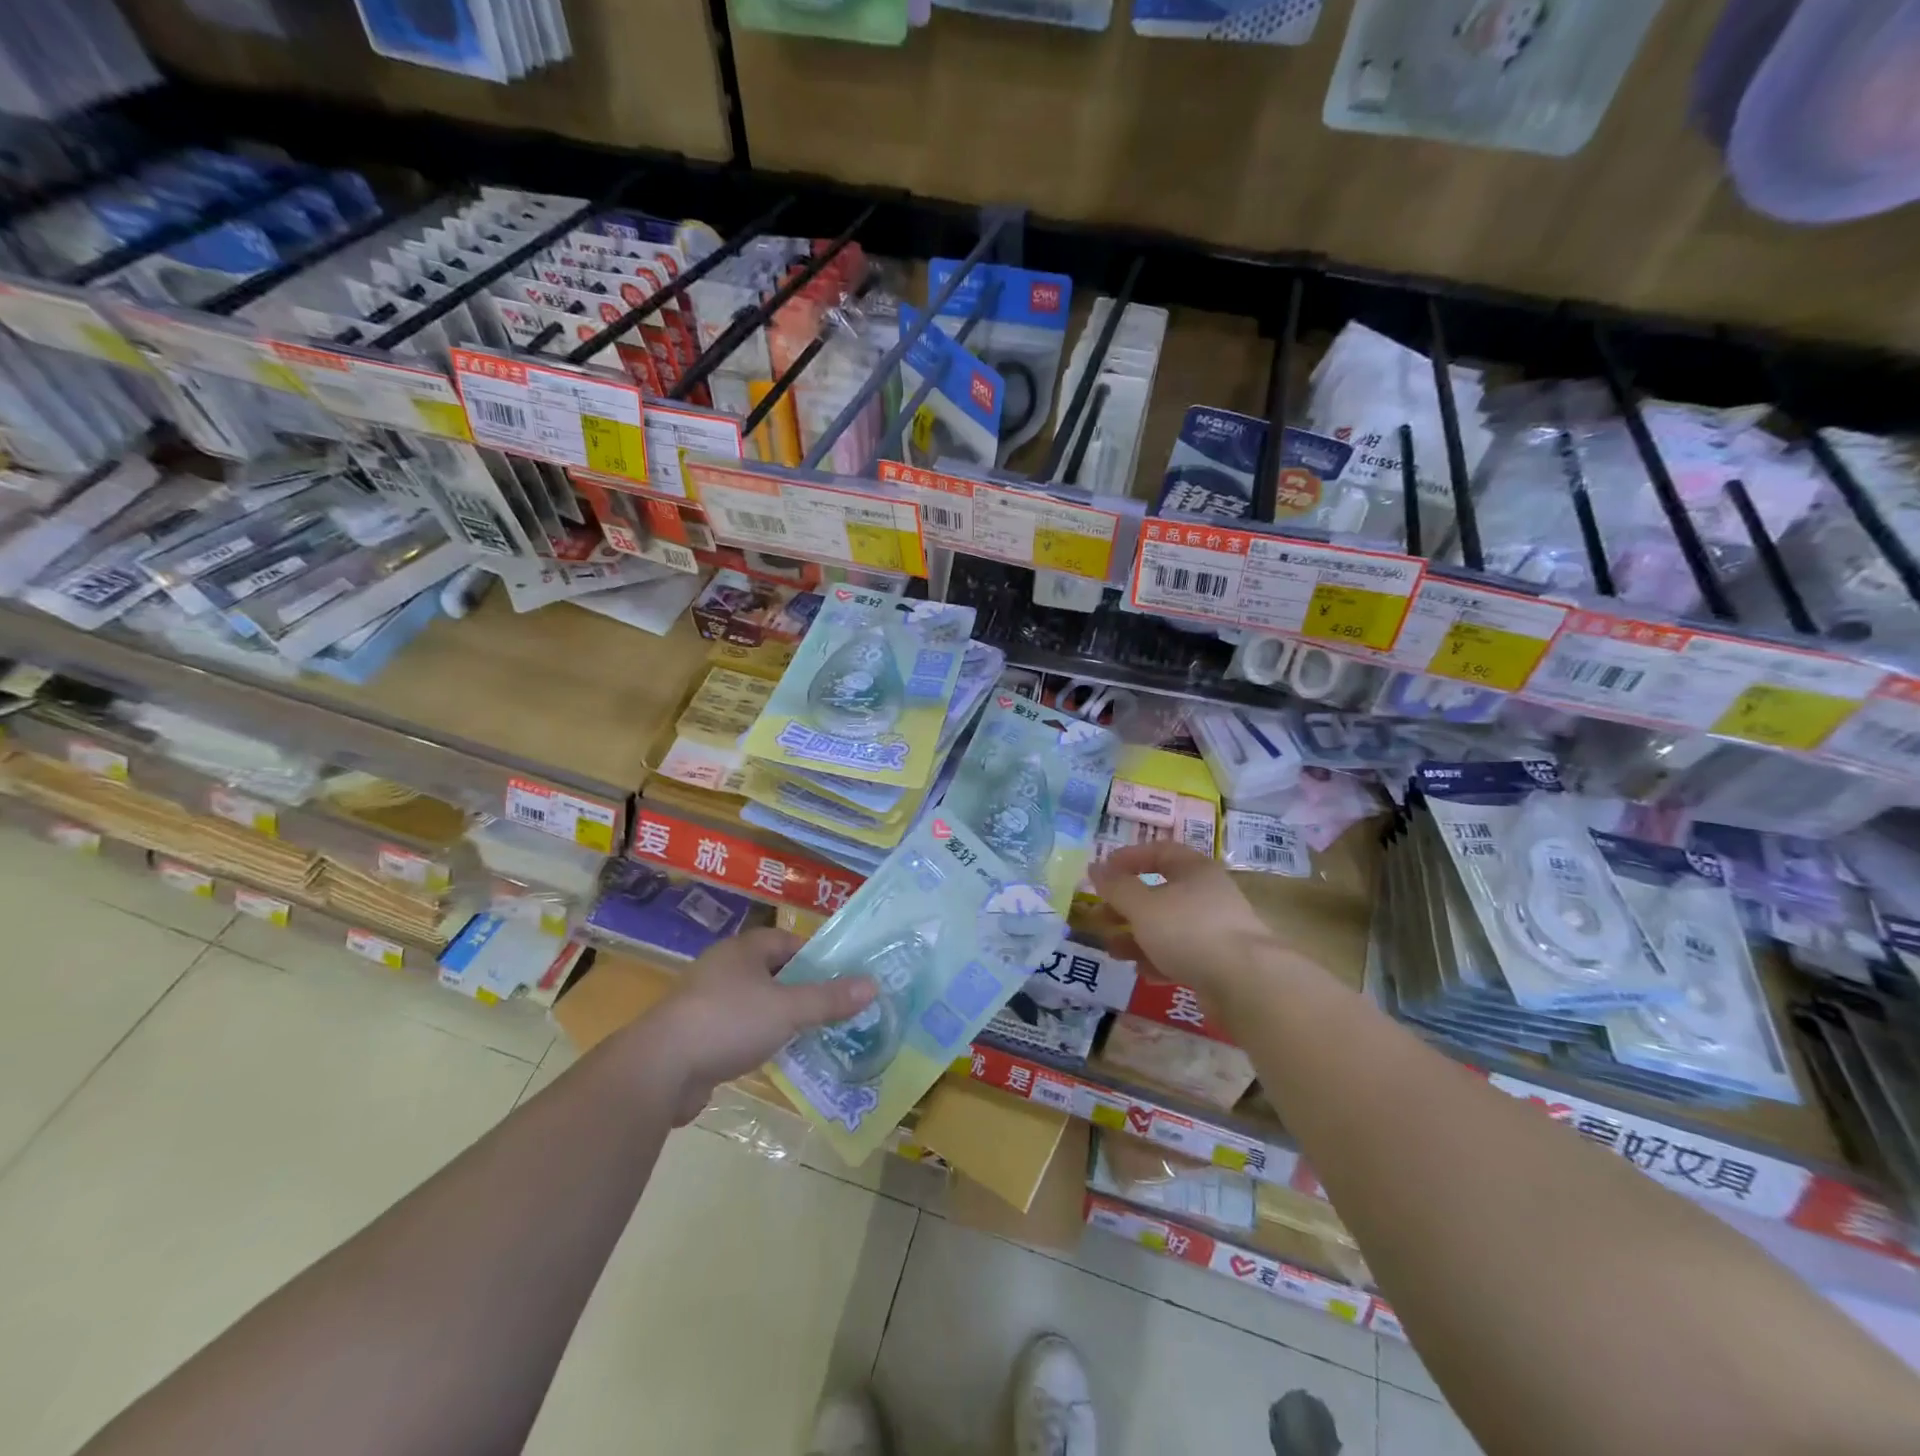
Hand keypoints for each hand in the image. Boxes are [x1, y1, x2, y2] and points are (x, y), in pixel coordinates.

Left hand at [647, 929, 875, 1123]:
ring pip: (756, 1004)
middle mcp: (724, 968)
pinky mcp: (697, 1036)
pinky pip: (739, 1031)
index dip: (816, 957)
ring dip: (782, 1018)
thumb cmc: (728, 1022)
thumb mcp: (788, 1009)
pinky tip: (777, 1059)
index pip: (788, 941)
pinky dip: (759, 1041)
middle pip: (774, 973)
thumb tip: (873, 985)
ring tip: (815, 1036)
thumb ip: (829, 999)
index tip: (841, 978)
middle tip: (836, 1009)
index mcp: (743, 950)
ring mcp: (706, 1003)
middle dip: (803, 990)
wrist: (659, 1070)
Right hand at [1087, 841, 1290, 1009]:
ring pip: (1168, 926)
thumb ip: (1116, 887)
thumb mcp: (1143, 905)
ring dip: (1137, 936)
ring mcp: (1216, 929)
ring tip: (1113, 950)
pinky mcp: (1219, 962)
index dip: (1128, 858)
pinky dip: (1159, 960)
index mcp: (1194, 870)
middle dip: (1126, 905)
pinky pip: (1182, 954)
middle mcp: (1208, 894)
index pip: (1159, 851)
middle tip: (1100, 917)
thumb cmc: (1189, 931)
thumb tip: (1095, 867)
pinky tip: (1143, 973)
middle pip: (1160, 892)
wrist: (1247, 984)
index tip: (1102, 872)